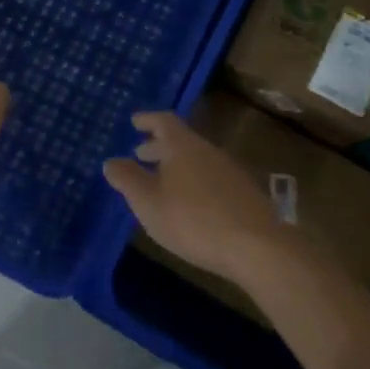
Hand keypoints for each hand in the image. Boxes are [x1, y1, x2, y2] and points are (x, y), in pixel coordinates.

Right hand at [103, 112, 293, 279]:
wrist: (258, 248)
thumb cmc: (193, 220)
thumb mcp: (148, 202)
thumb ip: (127, 179)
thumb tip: (111, 161)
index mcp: (183, 146)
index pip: (163, 121)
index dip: (147, 120)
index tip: (134, 121)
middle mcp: (208, 151)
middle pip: (181, 140)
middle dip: (158, 146)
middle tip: (140, 154)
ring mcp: (230, 172)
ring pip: (196, 160)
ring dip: (176, 166)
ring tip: (161, 182)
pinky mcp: (244, 195)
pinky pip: (210, 178)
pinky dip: (193, 182)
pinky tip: (189, 204)